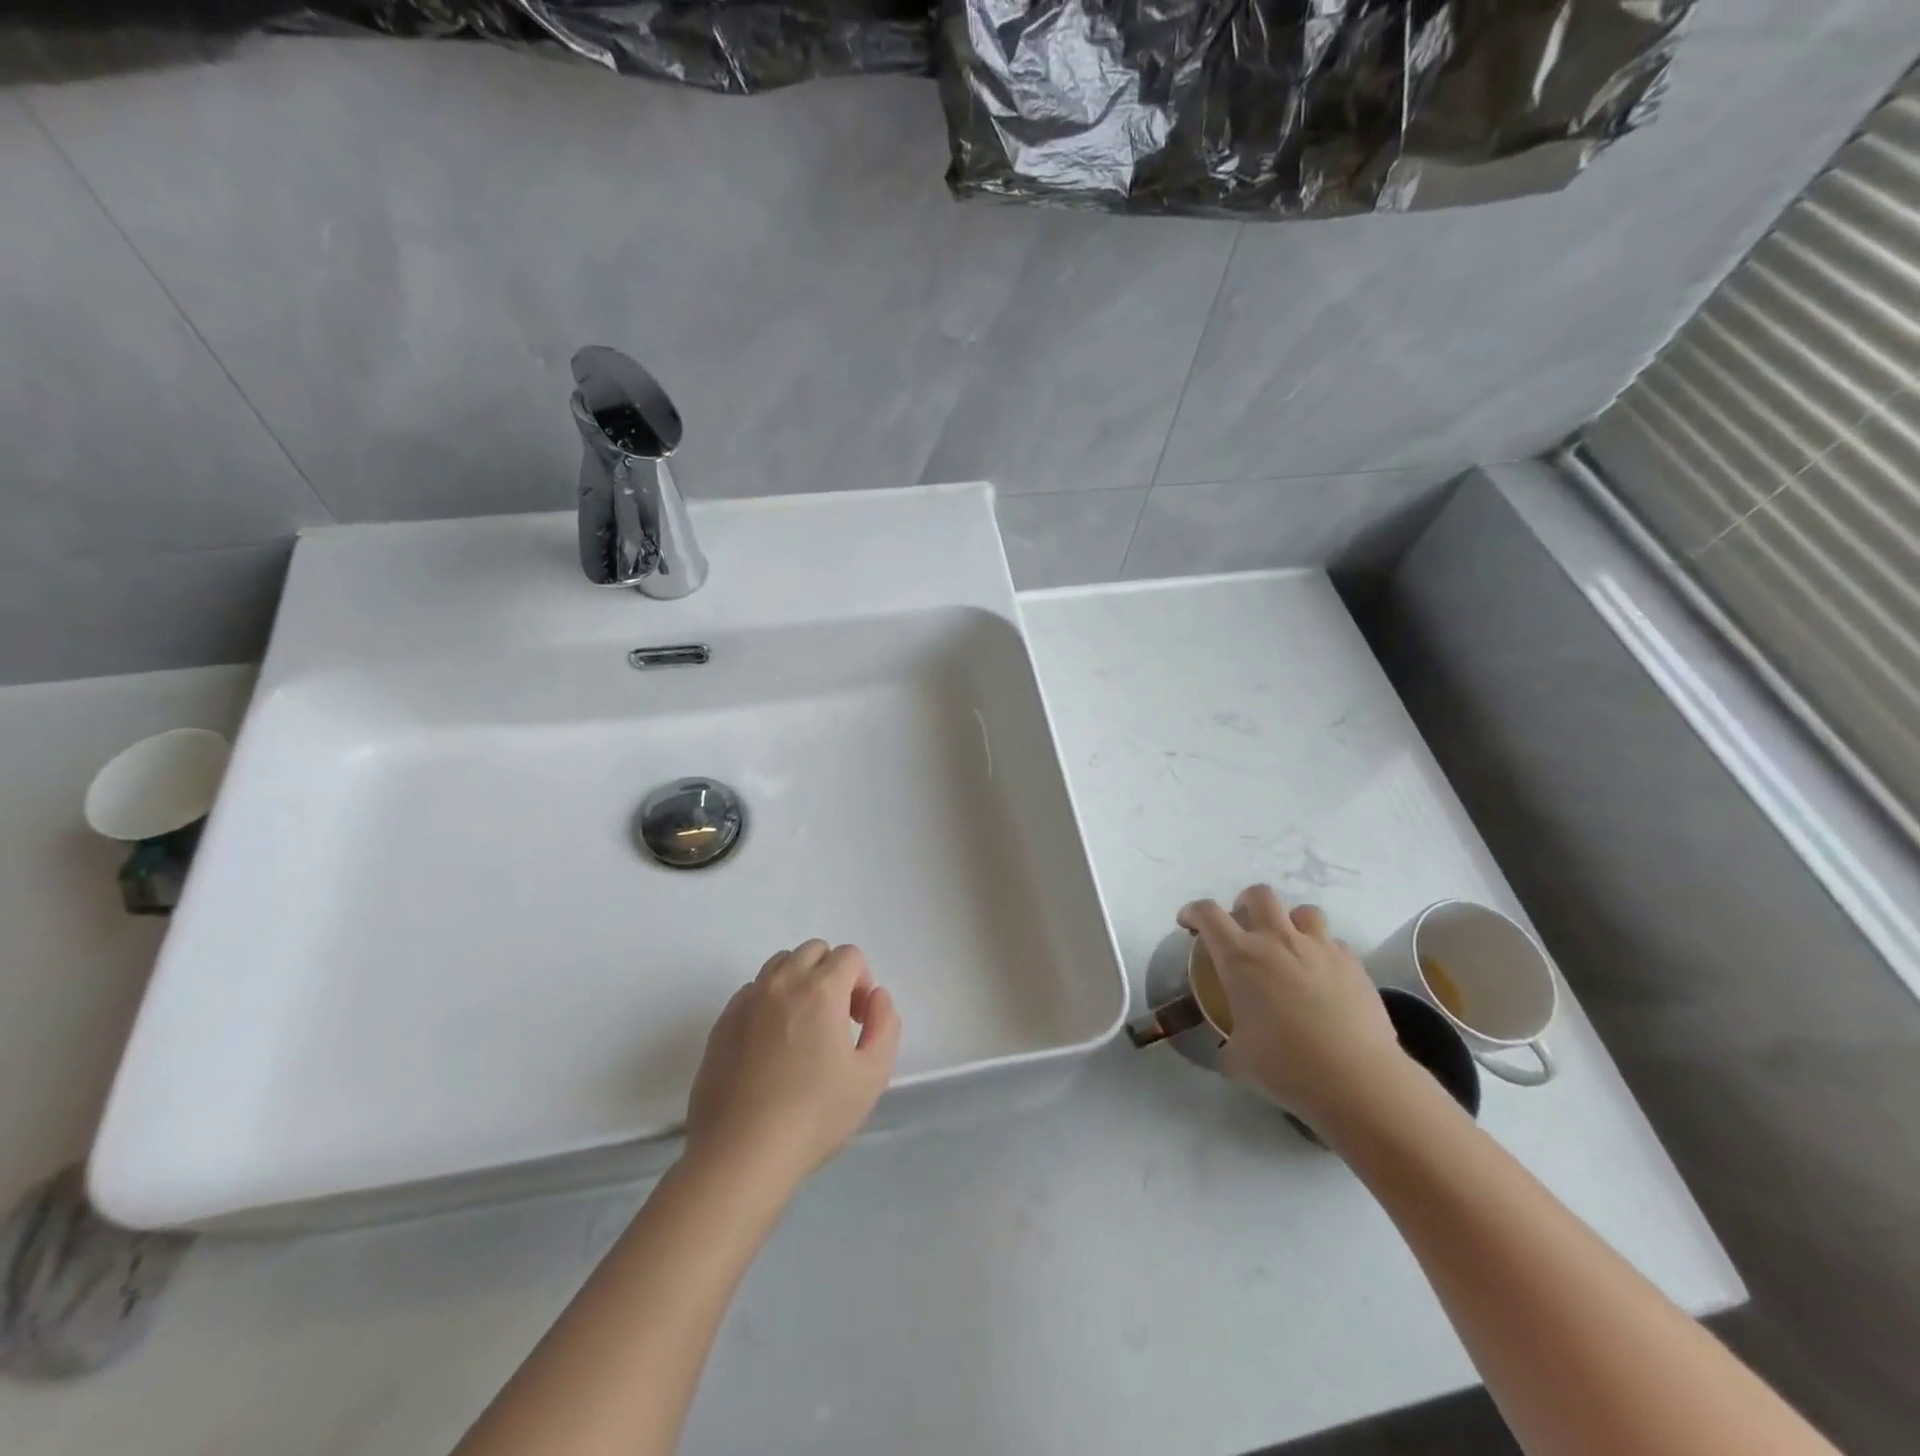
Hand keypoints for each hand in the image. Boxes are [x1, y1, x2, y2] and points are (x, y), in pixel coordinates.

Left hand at [683, 940, 901, 1197]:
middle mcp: (782, 983)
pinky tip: (771, 1045)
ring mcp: (747, 1001)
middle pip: (814, 950)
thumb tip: (875, 996)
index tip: (858, 1021)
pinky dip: (769, 1001)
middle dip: (832, 974)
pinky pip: (752, 990)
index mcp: (821, 990)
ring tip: (803, 1028)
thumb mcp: (872, 1076)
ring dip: (799, 981)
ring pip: (780, 965)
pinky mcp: (722, 1023)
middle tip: (835, 1020)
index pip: (849, 955)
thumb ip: (885, 1024)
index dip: (862, 982)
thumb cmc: (814, 1117)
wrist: (740, 1156)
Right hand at [1178, 885, 1400, 1127]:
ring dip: (1291, 922)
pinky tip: (1324, 976)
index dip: (1193, 912)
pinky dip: (1324, 952)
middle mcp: (1278, 941)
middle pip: (1259, 895)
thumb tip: (1229, 1051)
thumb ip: (1228, 1046)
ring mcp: (1320, 948)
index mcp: (1240, 957)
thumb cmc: (1286, 1066)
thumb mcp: (1239, 1060)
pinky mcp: (1353, 964)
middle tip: (1243, 925)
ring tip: (1290, 946)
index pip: (1208, 914)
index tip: (1189, 923)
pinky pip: (1334, 943)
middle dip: (1245, 903)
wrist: (1356, 1080)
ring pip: (1303, 911)